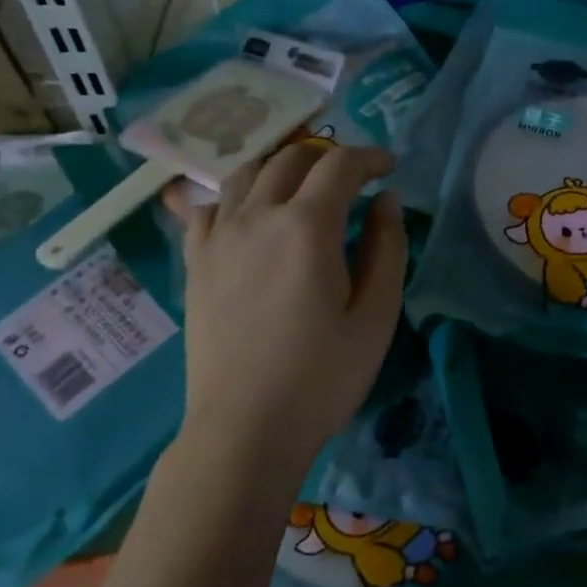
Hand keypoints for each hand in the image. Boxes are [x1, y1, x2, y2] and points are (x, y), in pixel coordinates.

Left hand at [164, 144, 407, 475]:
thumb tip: (385, 201)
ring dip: (281, 167)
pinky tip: (249, 214)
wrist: (245, 429)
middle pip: (290, 158)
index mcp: (306, 227)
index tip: (390, 168)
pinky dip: (234, 196)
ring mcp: (218, 238)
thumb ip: (387, 248)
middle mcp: (256, 217)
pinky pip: (207, 206)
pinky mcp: (196, 262)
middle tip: (352, 178)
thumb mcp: (376, 316)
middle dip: (327, 156)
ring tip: (303, 186)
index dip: (370, 157)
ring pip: (245, 172)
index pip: (339, 165)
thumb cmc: (322, 378)